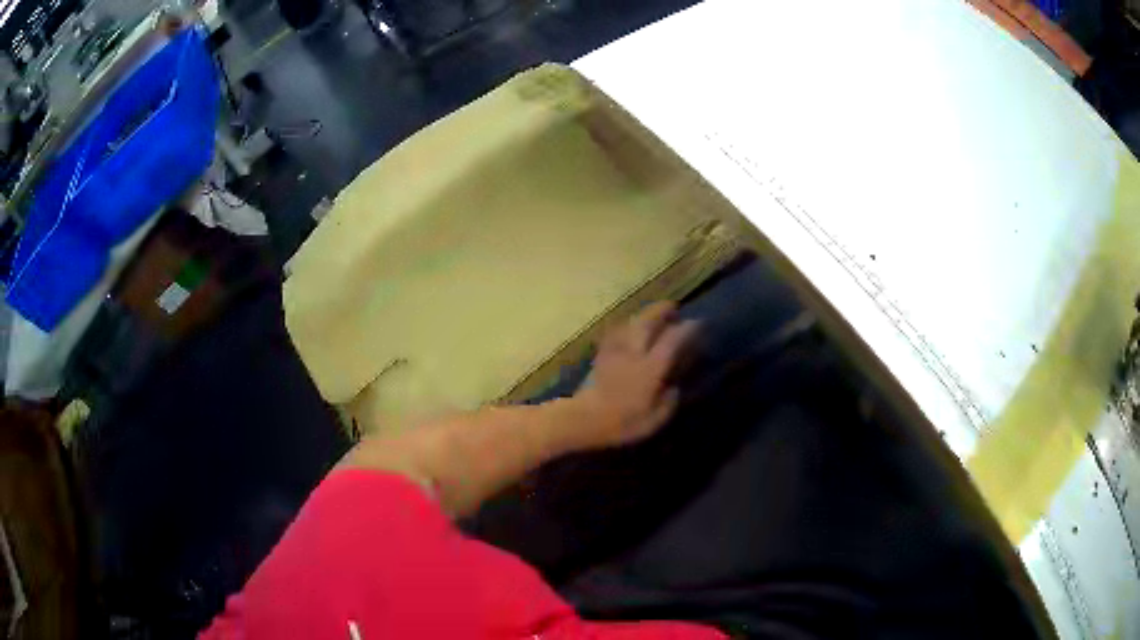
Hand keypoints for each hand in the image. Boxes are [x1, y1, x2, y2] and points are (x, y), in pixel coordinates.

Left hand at [570, 301, 698, 449]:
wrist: (584, 419)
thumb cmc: (623, 422)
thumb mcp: (656, 419)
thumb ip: (669, 400)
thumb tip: (674, 386)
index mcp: (652, 367)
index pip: (673, 339)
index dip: (688, 329)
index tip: (698, 323)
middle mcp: (635, 351)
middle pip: (649, 321)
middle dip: (662, 310)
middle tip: (674, 307)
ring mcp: (616, 350)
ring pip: (631, 322)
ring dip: (644, 314)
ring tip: (653, 314)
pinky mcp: (601, 354)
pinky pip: (615, 332)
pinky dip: (625, 326)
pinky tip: (628, 328)